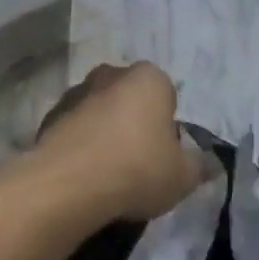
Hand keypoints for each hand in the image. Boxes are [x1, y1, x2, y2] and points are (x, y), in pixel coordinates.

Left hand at [36, 62, 204, 224]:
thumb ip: (199, 166)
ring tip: (108, 171)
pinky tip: (83, 174)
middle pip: (128, 96)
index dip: (167, 123)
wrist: (68, 184)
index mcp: (148, 78)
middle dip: (133, 120)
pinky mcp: (49, 117)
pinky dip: (79, 145)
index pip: (166, 92)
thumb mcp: (183, 176)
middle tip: (138, 159)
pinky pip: (74, 129)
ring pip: (98, 110)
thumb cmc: (137, 169)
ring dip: (103, 131)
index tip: (164, 151)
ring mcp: (75, 93)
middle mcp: (109, 75)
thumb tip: (210, 163)